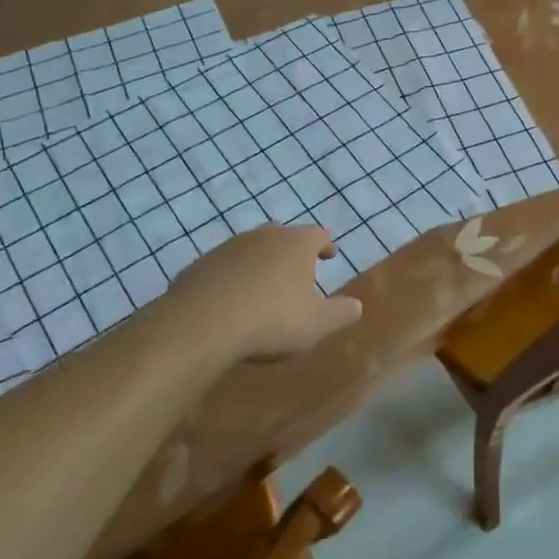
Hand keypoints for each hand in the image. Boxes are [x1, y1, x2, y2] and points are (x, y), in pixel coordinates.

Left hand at [166, 224, 362, 362]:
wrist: (203, 322)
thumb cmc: (272, 319)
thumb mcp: (317, 323)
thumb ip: (341, 313)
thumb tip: (357, 305)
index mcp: (296, 244)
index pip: (318, 235)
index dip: (326, 244)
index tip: (330, 254)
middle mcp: (264, 236)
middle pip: (282, 235)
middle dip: (291, 250)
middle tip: (297, 267)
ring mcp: (229, 247)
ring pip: (251, 248)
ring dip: (260, 262)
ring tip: (263, 284)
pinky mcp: (201, 264)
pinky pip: (224, 266)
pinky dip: (233, 277)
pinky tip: (231, 297)